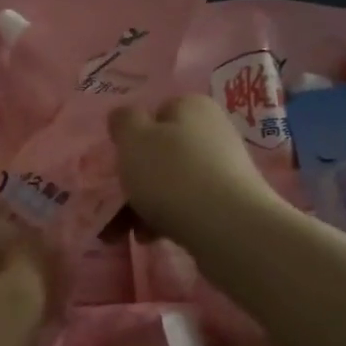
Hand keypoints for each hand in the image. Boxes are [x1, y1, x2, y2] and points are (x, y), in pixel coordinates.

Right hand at [109, 96, 272, 246]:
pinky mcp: (230, 203)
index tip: (120, 160)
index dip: (134, 137)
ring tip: (123, 232)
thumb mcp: (133, 139)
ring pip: (171, 183)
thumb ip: (124, 121)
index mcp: (192, 107)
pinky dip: (166, 219)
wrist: (227, 228)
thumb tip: (125, 116)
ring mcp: (225, 169)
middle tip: (115, 203)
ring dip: (143, 205)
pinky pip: (187, 206)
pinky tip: (150, 238)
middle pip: (162, 152)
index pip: (157, 113)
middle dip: (135, 179)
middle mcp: (213, 132)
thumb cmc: (172, 174)